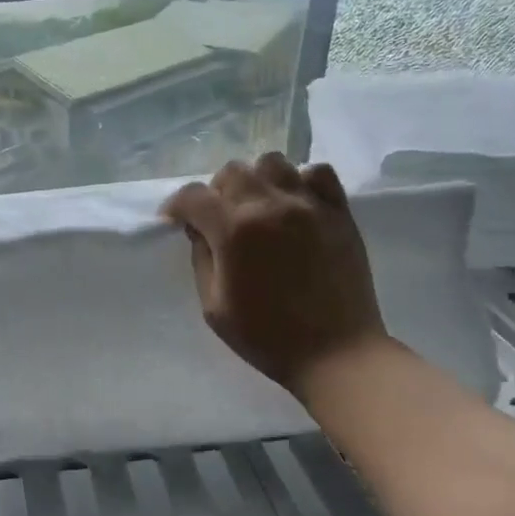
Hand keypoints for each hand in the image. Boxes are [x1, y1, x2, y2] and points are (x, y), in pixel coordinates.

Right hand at [162, 154, 386, 398]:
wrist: (336, 353)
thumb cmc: (266, 337)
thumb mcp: (214, 307)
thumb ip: (202, 259)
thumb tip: (199, 230)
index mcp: (234, 231)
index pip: (194, 197)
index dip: (177, 206)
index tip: (175, 221)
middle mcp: (270, 206)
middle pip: (232, 171)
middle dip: (216, 192)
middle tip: (219, 219)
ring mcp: (308, 204)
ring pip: (273, 163)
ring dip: (256, 180)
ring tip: (258, 207)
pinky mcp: (339, 211)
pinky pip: (317, 172)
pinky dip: (300, 180)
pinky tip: (295, 204)